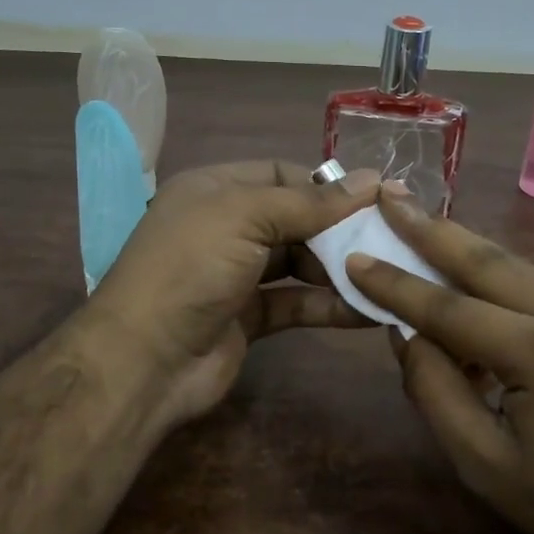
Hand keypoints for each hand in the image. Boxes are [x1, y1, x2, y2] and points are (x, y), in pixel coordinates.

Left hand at [86, 160, 378, 428]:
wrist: (145, 360)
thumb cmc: (191, 268)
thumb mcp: (246, 217)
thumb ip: (310, 202)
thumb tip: (371, 180)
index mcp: (215, 190)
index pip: (279, 174)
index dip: (325, 184)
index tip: (374, 197)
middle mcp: (225, 228)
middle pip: (293, 219)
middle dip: (338, 228)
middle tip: (388, 238)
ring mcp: (236, 275)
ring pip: (298, 263)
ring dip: (339, 268)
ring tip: (385, 272)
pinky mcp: (249, 318)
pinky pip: (296, 303)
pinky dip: (329, 305)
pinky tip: (368, 310)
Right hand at [347, 190, 533, 533]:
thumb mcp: (484, 465)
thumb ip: (436, 392)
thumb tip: (405, 332)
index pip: (450, 308)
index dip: (396, 284)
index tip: (355, 258)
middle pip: (488, 261)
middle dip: (431, 229)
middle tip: (389, 196)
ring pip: (519, 265)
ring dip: (466, 248)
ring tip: (421, 224)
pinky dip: (503, 277)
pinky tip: (474, 276)